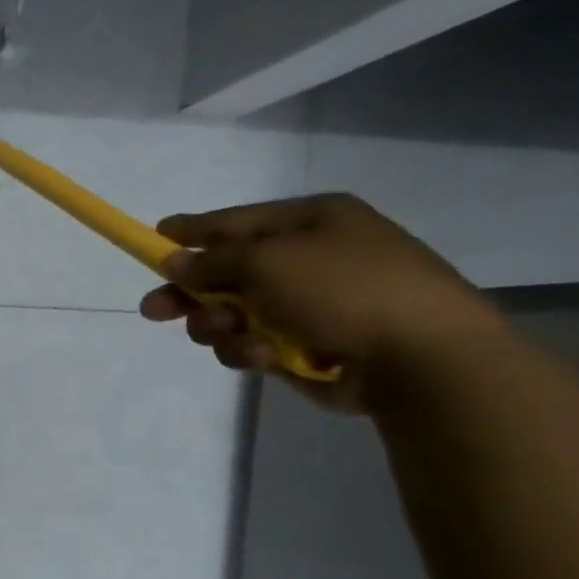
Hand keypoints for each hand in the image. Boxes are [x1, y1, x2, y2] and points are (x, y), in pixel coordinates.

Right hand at [138, 193, 503, 411]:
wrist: (423, 358)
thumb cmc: (344, 289)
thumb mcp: (266, 261)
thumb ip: (210, 261)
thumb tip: (175, 262)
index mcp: (312, 221)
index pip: (236, 221)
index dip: (193, 231)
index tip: (156, 238)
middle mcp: (311, 258)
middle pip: (228, 272)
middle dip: (191, 293)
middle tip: (154, 311)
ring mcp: (312, 305)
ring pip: (235, 314)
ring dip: (219, 326)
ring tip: (225, 335)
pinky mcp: (310, 346)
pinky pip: (256, 344)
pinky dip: (249, 350)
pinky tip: (261, 357)